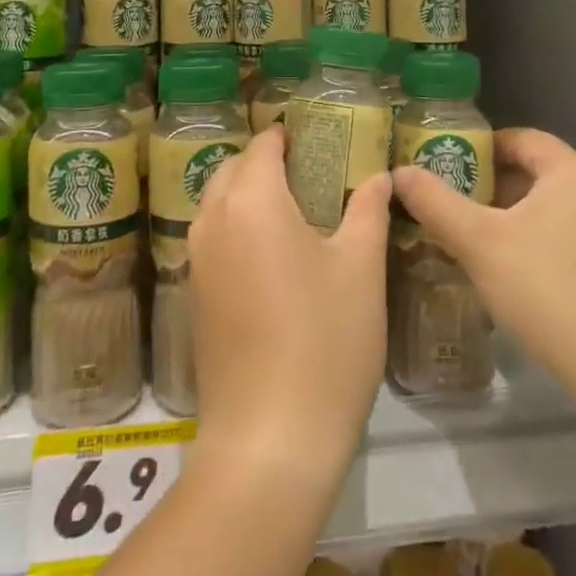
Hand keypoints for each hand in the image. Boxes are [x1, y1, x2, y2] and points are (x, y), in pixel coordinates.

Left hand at [188, 126, 390, 483]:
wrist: (269, 440)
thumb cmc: (325, 341)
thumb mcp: (361, 269)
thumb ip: (368, 210)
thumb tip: (380, 175)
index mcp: (251, 201)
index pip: (263, 145)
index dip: (290, 135)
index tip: (321, 139)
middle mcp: (213, 220)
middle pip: (235, 169)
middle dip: (268, 162)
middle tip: (315, 174)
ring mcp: (197, 260)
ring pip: (220, 204)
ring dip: (251, 194)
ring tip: (299, 211)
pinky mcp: (195, 296)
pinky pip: (215, 239)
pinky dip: (239, 228)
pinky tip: (276, 256)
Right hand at [392, 129, 575, 374]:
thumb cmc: (548, 289)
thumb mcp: (479, 242)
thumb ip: (435, 203)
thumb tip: (399, 172)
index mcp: (573, 172)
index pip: (520, 138)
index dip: (479, 146)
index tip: (444, 163)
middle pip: (535, 172)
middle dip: (490, 185)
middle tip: (449, 203)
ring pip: (551, 207)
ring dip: (512, 215)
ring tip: (471, 238)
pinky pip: (569, 235)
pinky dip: (536, 239)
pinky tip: (511, 270)